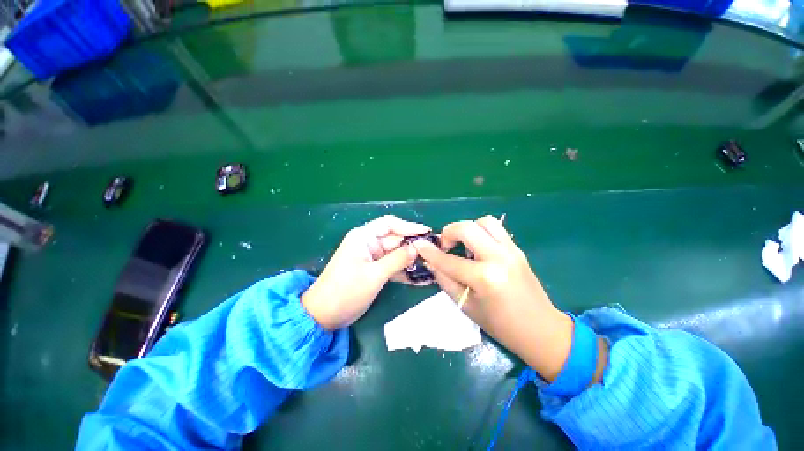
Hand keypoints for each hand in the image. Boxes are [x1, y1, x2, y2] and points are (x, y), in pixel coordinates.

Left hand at [302, 215, 430, 329]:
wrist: (323, 316)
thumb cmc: (346, 291)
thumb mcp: (374, 275)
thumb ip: (397, 260)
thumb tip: (417, 248)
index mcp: (364, 237)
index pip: (390, 224)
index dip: (409, 226)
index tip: (427, 232)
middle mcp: (368, 244)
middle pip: (395, 239)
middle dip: (413, 246)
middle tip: (434, 253)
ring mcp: (372, 258)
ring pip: (396, 254)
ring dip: (411, 260)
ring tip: (431, 265)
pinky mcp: (374, 270)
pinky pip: (392, 266)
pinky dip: (404, 271)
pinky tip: (420, 278)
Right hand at [413, 216, 574, 380]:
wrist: (541, 330)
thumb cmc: (500, 325)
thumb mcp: (466, 305)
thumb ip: (445, 280)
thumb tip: (431, 262)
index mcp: (484, 278)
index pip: (449, 260)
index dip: (430, 252)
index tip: (419, 244)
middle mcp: (498, 258)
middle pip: (467, 228)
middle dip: (449, 232)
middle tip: (445, 246)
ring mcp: (511, 250)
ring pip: (484, 222)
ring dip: (468, 229)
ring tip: (463, 245)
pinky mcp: (517, 249)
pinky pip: (496, 229)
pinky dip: (481, 232)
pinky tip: (477, 249)